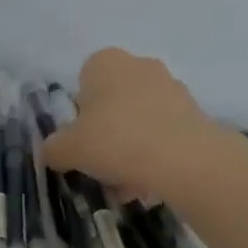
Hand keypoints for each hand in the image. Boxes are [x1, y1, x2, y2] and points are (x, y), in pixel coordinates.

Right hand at [41, 48, 247, 201]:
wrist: (183, 159)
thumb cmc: (115, 141)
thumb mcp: (68, 149)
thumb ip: (54, 148)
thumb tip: (51, 152)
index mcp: (105, 62)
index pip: (83, 84)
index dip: (79, 117)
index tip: (82, 144)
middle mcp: (139, 65)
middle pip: (113, 103)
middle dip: (108, 133)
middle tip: (102, 166)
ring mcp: (172, 86)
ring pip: (140, 120)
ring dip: (132, 148)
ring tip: (128, 185)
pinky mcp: (195, 112)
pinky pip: (165, 133)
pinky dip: (156, 155)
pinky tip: (151, 183)